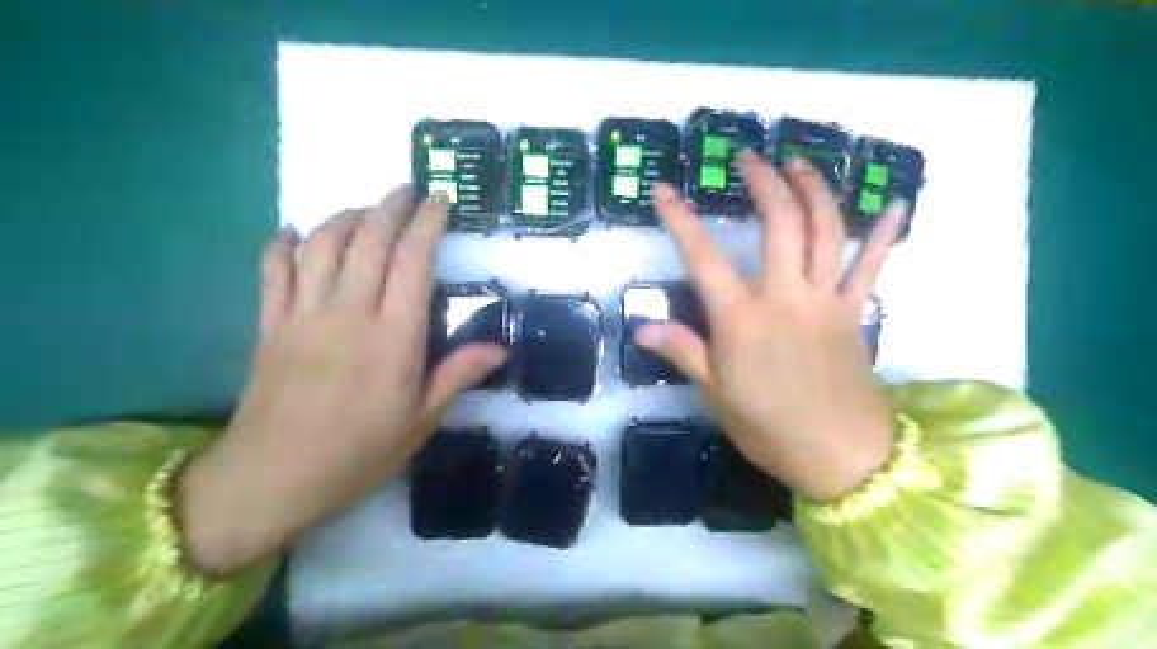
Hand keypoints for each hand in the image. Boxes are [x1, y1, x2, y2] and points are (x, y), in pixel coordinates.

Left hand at [180, 184, 505, 572]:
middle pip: (368, 241)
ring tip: (365, 210)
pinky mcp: (269, 324)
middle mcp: (349, 314)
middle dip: (389, 207)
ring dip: (344, 217)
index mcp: (393, 339)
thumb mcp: (421, 422)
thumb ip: (457, 376)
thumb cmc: (358, 454)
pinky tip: (295, 232)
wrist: (272, 479)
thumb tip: (500, 348)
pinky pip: (272, 270)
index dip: (427, 225)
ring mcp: (303, 315)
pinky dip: (283, 244)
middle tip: (407, 190)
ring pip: (321, 245)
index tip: (440, 202)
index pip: (413, 264)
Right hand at [637, 154, 907, 500]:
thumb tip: (642, 328)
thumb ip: (683, 351)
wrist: (840, 455)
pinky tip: (896, 204)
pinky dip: (885, 234)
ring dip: (813, 190)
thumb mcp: (715, 393)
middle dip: (763, 183)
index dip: (680, 221)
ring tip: (799, 163)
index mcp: (742, 320)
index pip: (703, 259)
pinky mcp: (854, 312)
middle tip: (749, 158)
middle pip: (779, 224)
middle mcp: (785, 297)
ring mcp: (825, 300)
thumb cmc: (769, 427)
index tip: (664, 190)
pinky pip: (872, 267)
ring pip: (826, 231)